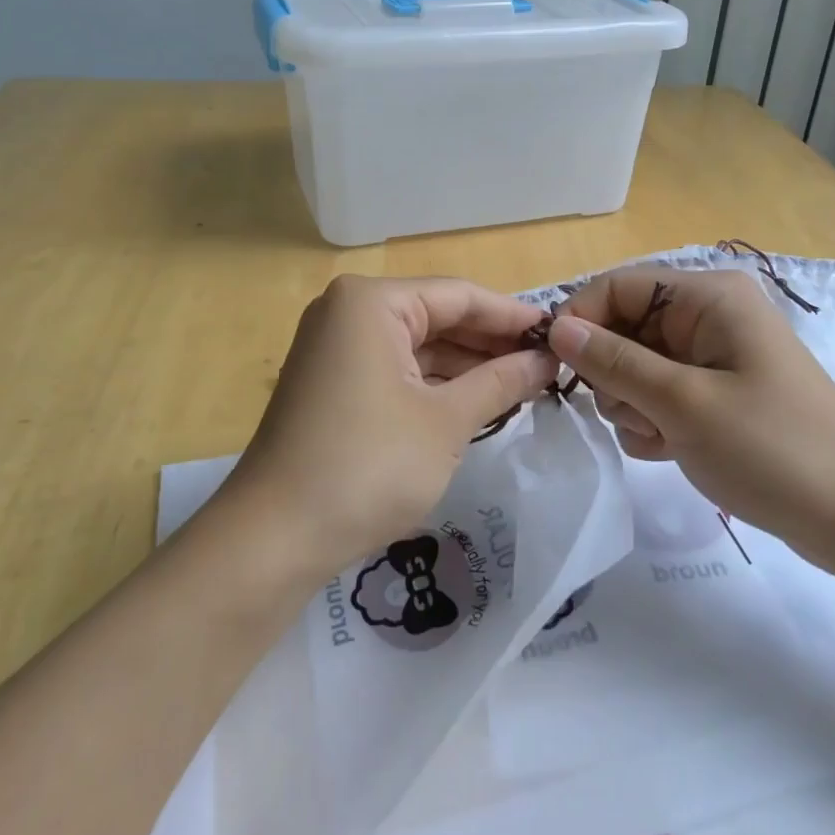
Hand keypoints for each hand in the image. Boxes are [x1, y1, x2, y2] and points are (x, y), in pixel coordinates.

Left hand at [216, 275, 555, 586]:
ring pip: (418, 346)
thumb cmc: (368, 466)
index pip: (459, 295)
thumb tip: (546, 361)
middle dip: (491, 343)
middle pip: (436, 316)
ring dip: (467, 366)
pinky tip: (478, 401)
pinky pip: (396, 370)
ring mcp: (336, 349)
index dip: (513, 316)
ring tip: (525, 385)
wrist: (274, 539)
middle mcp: (348, 313)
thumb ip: (501, 382)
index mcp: (371, 302)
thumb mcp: (446, 422)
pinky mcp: (332, 385)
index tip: (560, 335)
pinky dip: (435, 385)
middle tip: (548, 365)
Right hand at [547, 267, 834, 574]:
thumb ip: (614, 362)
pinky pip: (658, 393)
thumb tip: (557, 328)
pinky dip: (652, 421)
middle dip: (615, 375)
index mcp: (708, 297)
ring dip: (632, 404)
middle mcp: (709, 316)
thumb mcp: (683, 403)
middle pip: (624, 328)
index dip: (581, 321)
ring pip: (635, 366)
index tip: (556, 369)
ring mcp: (713, 356)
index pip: (618, 287)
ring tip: (661, 438)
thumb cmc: (774, 449)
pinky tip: (671, 449)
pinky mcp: (716, 393)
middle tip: (635, 415)